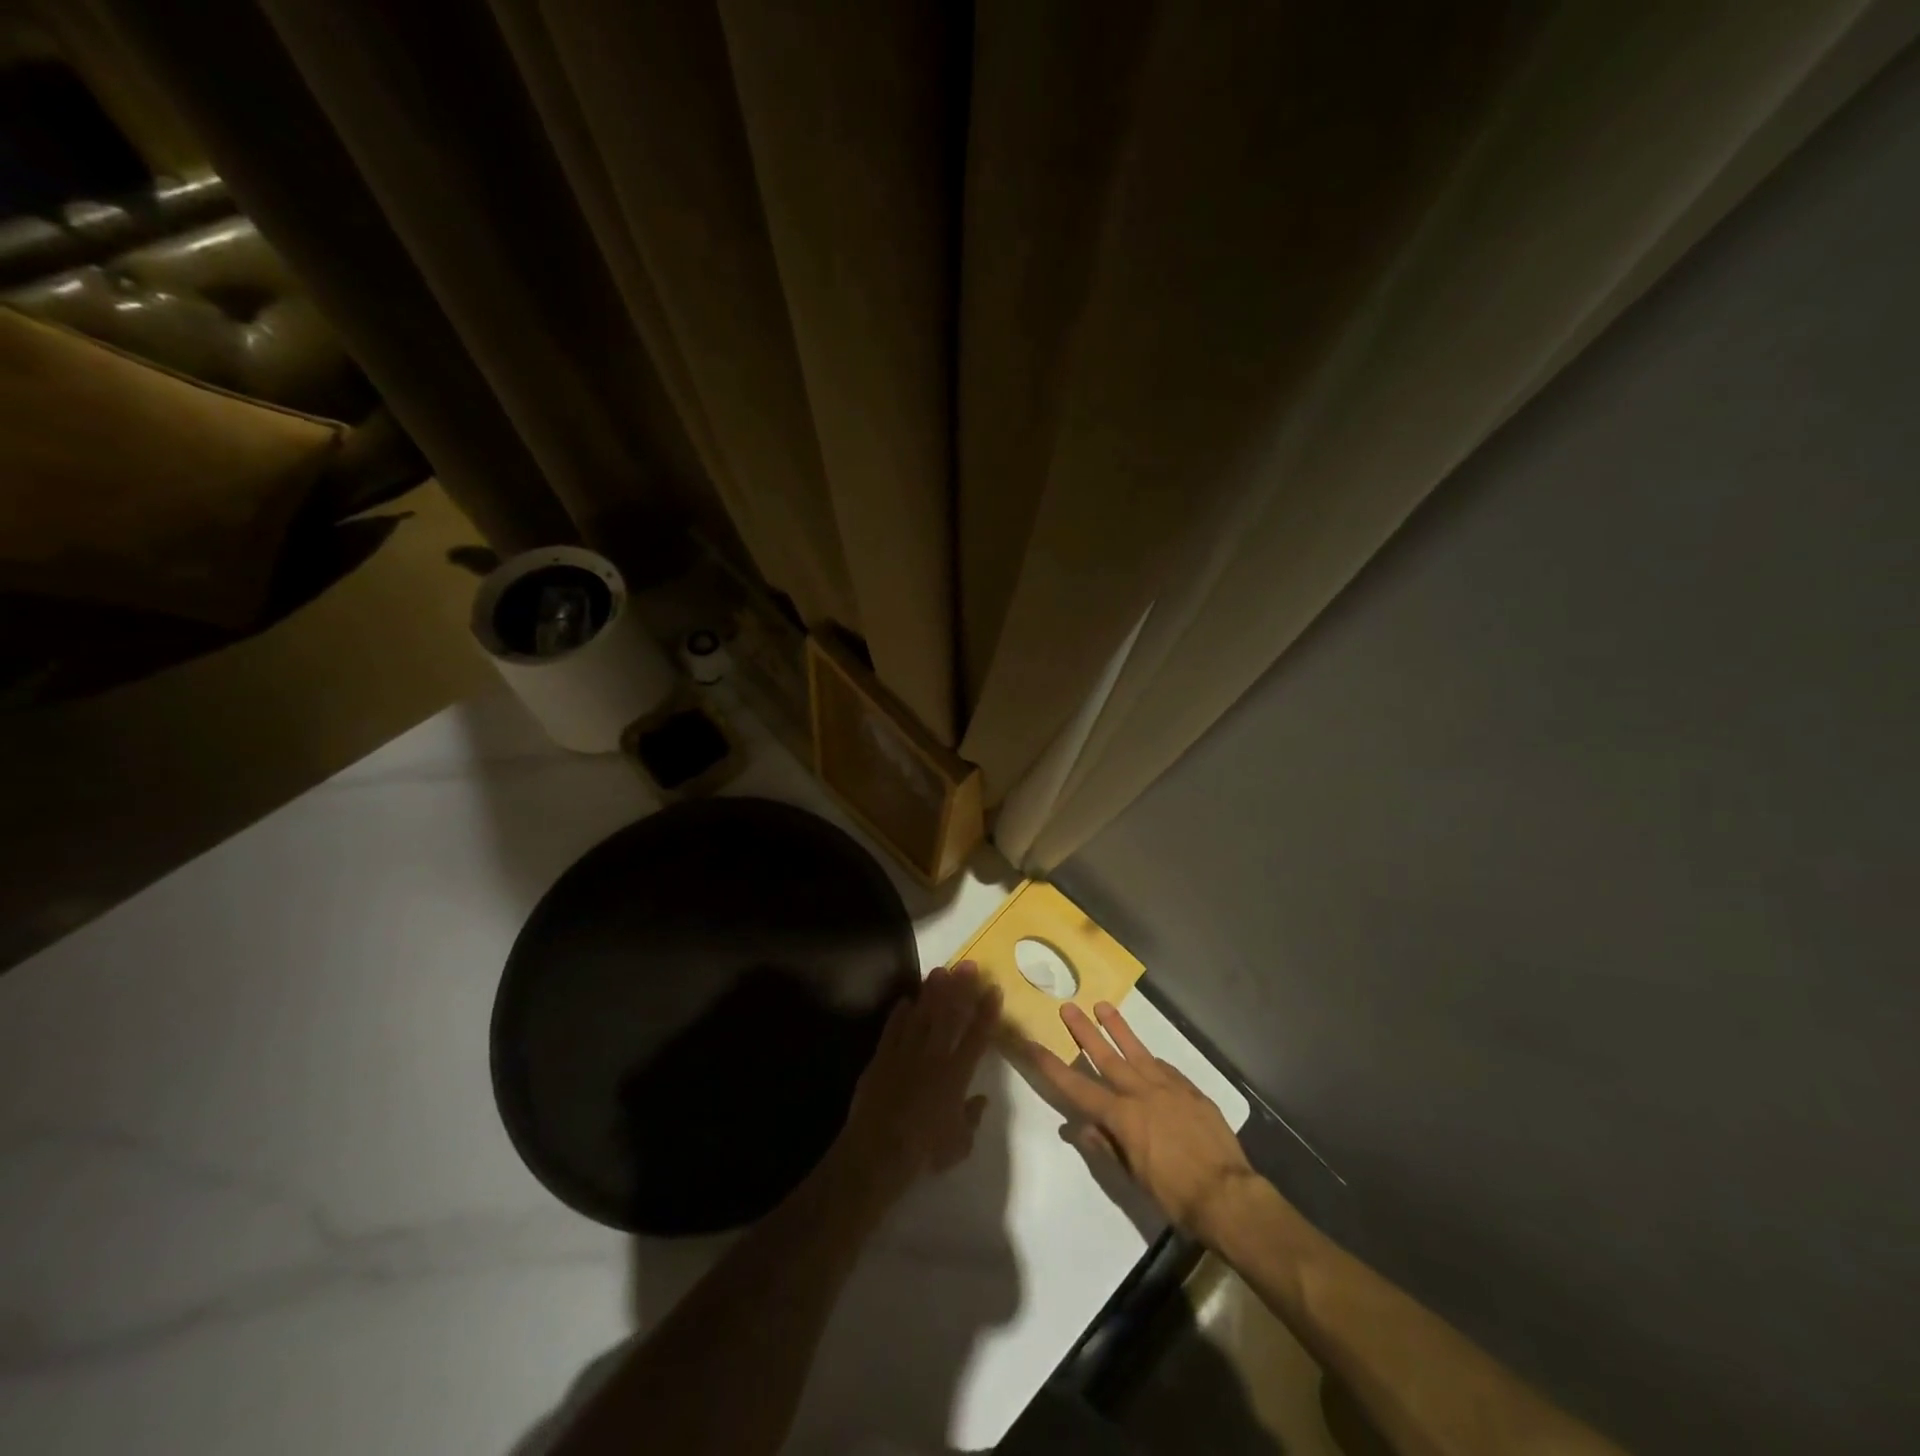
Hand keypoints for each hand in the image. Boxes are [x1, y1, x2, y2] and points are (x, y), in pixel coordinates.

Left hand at [832, 962, 1000, 1208]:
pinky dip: (899, 1013)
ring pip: (921, 1014)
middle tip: (968, 965)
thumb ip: (973, 1118)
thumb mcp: (959, 1144)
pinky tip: (905, 1000)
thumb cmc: (924, 1151)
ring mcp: (905, 1053)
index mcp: (956, 1075)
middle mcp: (933, 1056)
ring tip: (939, 971)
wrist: (878, 1151)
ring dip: (931, 992)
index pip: (977, 1036)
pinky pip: (892, 1029)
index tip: (994, 989)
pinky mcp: (881, 1057)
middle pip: (949, 1015)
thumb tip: (982, 1100)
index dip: (986, 1011)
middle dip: (960, 987)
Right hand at [1026, 1001, 1256, 1239]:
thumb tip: (1081, 1128)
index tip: (1033, 1045)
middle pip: (1107, 1056)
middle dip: (1085, 1031)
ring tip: (1104, 1007)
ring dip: (1119, 1028)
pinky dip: (1152, 1060)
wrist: (1226, 1194)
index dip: (1052, 1067)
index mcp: (1122, 1116)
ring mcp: (1168, 1087)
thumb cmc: (1174, 1194)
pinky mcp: (1191, 1090)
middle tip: (1069, 1007)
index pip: (1078, 1087)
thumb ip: (1107, 1146)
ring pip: (1137, 1050)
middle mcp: (1141, 1093)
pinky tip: (1149, 1056)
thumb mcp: (1133, 1177)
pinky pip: (1166, 1069)